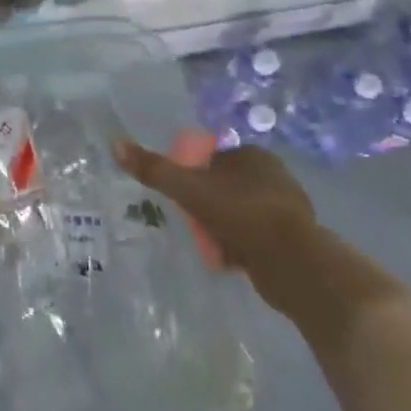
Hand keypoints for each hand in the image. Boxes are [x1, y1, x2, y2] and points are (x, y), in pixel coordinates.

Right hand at [113, 134, 315, 276]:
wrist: (296, 266)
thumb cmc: (243, 216)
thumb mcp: (190, 190)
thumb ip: (155, 169)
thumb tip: (115, 144)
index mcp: (253, 155)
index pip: (212, 158)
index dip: (192, 174)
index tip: (180, 195)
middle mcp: (274, 175)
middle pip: (224, 185)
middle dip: (207, 203)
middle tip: (190, 221)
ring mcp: (287, 208)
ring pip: (240, 211)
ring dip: (223, 225)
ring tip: (207, 242)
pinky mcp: (294, 238)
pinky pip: (256, 235)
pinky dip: (241, 244)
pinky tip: (230, 258)